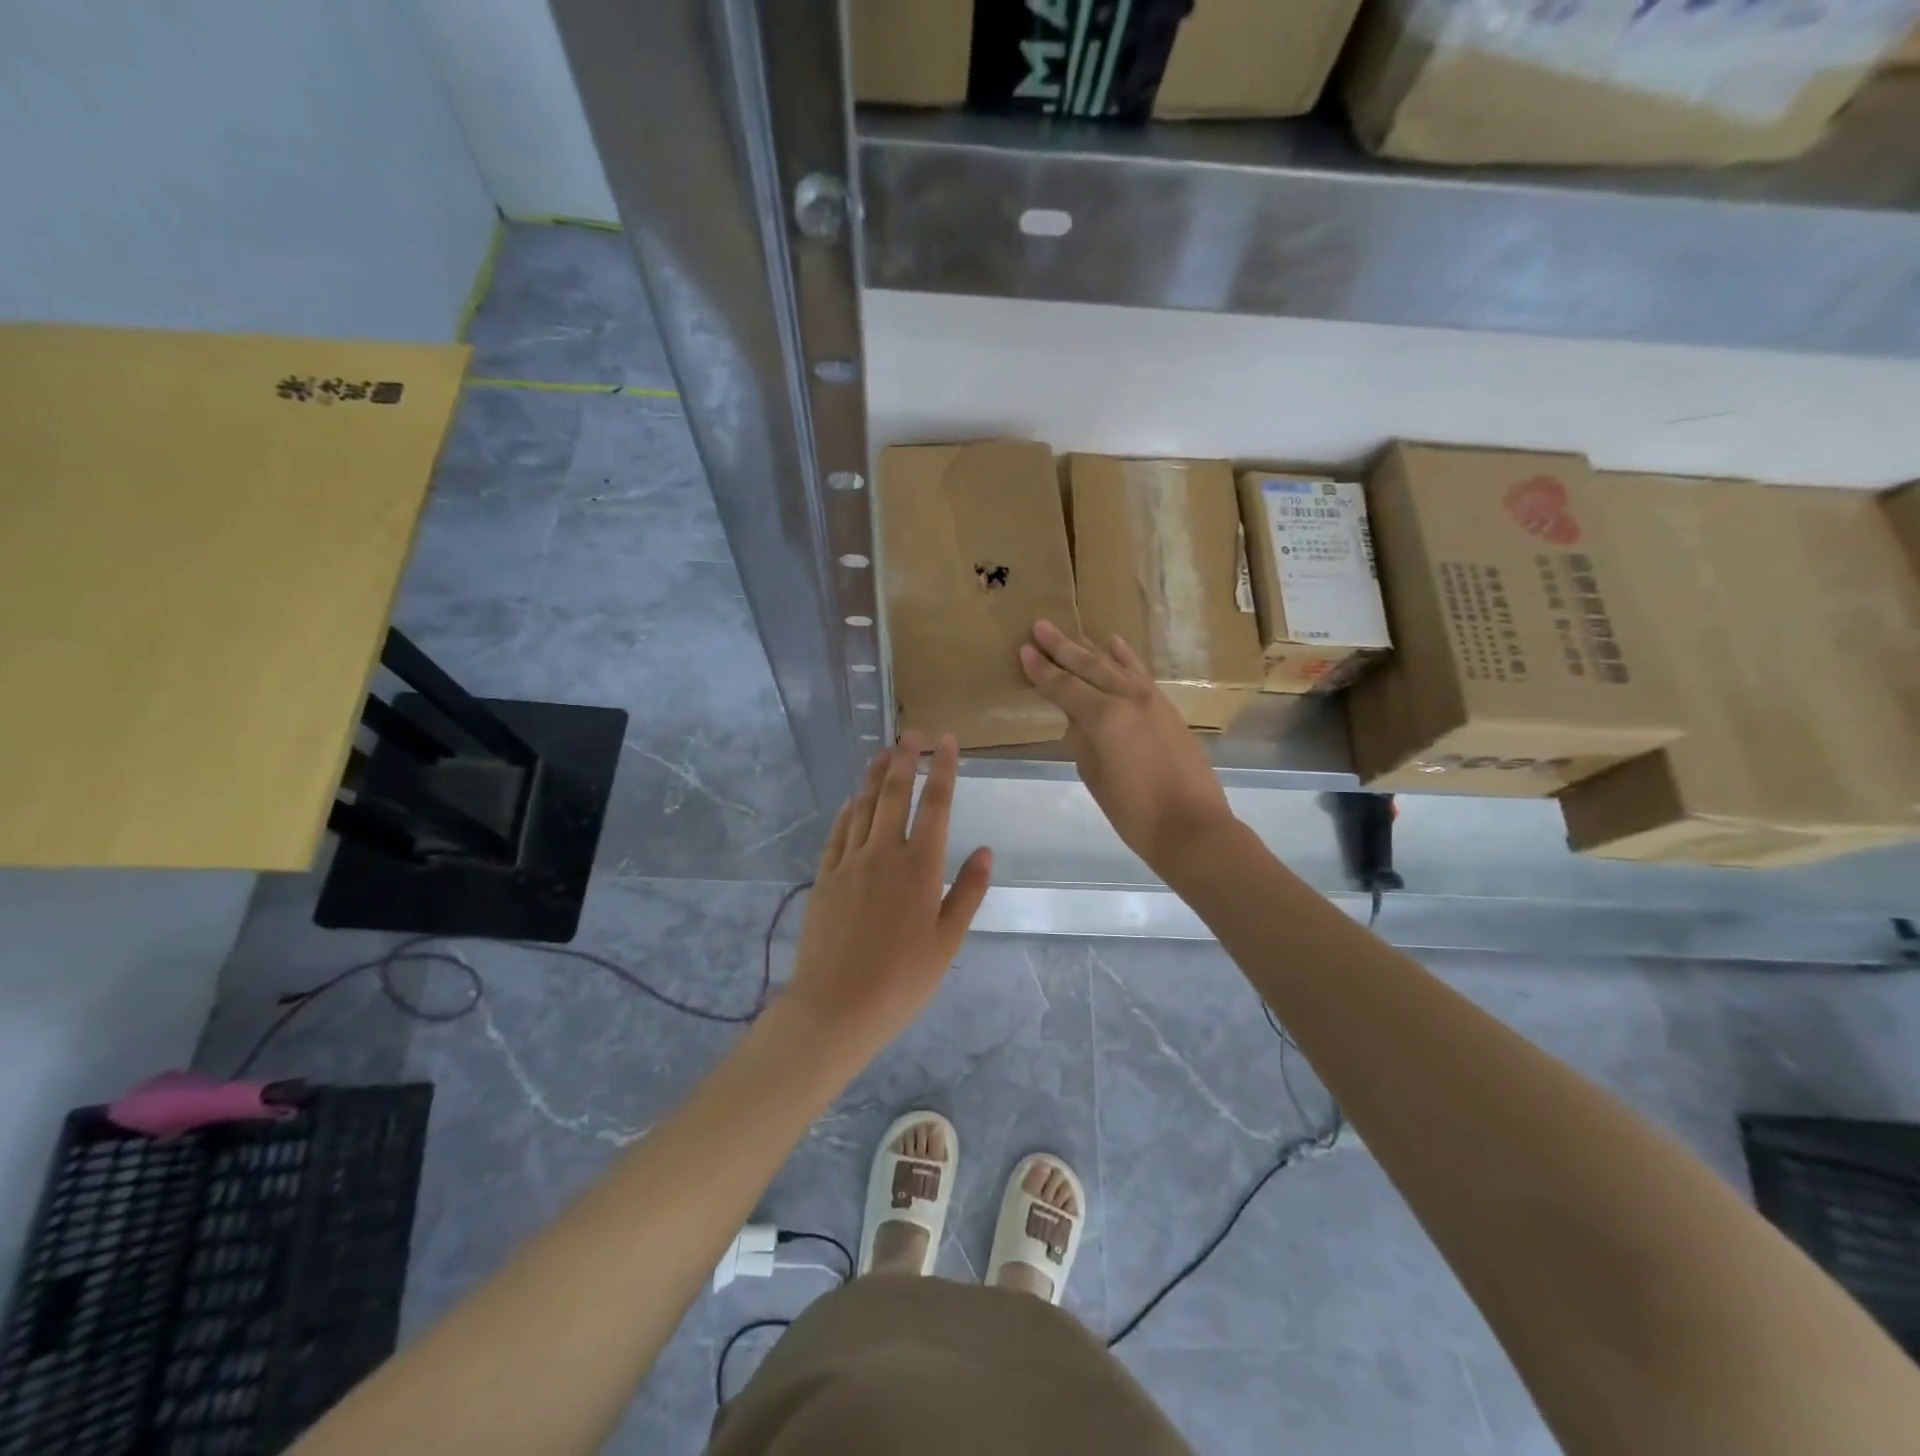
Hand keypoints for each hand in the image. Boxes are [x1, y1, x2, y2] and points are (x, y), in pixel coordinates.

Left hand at [784, 732, 991, 1054]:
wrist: (836, 1007)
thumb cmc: (902, 980)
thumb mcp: (947, 942)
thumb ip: (967, 892)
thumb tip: (985, 850)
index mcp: (920, 867)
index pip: (936, 805)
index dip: (943, 770)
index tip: (946, 742)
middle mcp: (884, 853)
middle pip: (895, 794)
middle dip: (905, 759)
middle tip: (911, 734)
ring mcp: (849, 862)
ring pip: (864, 806)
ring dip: (875, 776)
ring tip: (882, 752)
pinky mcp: (824, 877)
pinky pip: (838, 832)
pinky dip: (848, 810)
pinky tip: (853, 800)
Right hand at [1019, 620, 1234, 869]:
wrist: (1193, 827)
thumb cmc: (1134, 812)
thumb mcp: (1095, 777)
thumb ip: (1082, 741)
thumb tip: (1078, 720)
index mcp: (1105, 718)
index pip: (1064, 687)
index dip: (1041, 670)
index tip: (1023, 650)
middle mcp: (1128, 699)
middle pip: (1089, 666)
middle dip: (1061, 647)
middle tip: (1040, 626)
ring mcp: (1151, 701)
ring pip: (1115, 666)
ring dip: (1090, 648)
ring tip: (1070, 632)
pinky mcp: (1167, 709)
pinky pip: (1140, 674)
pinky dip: (1126, 658)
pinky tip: (1114, 644)